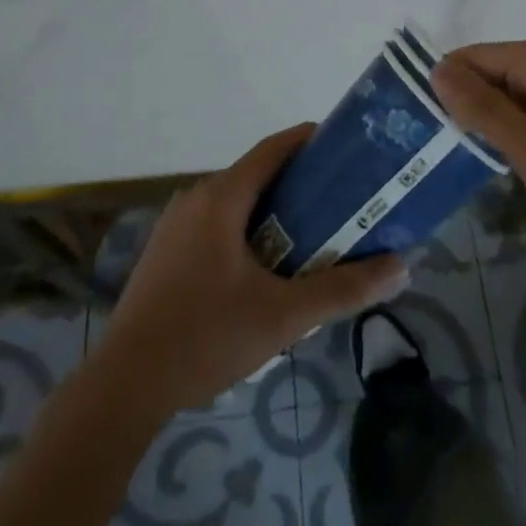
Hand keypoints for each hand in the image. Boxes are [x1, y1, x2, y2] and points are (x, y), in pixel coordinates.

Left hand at [92, 124, 409, 418]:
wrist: (124, 385)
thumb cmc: (206, 337)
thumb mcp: (283, 317)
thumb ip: (343, 290)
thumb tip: (401, 267)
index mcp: (221, 197)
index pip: (274, 148)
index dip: (311, 141)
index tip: (345, 147)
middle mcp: (195, 198)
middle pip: (257, 175)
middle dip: (300, 183)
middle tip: (342, 201)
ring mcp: (175, 225)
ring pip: (235, 202)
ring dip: (273, 210)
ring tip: (312, 235)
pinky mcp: (165, 251)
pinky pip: (215, 224)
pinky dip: (247, 229)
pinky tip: (265, 267)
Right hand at [432, 38, 525, 274]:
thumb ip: (482, 109)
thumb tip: (436, 69)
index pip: (470, 57)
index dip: (441, 88)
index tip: (416, 128)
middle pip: (489, 74)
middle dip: (464, 108)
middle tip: (434, 154)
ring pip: (509, 97)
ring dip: (488, 125)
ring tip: (461, 162)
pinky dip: (514, 135)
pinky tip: (504, 165)